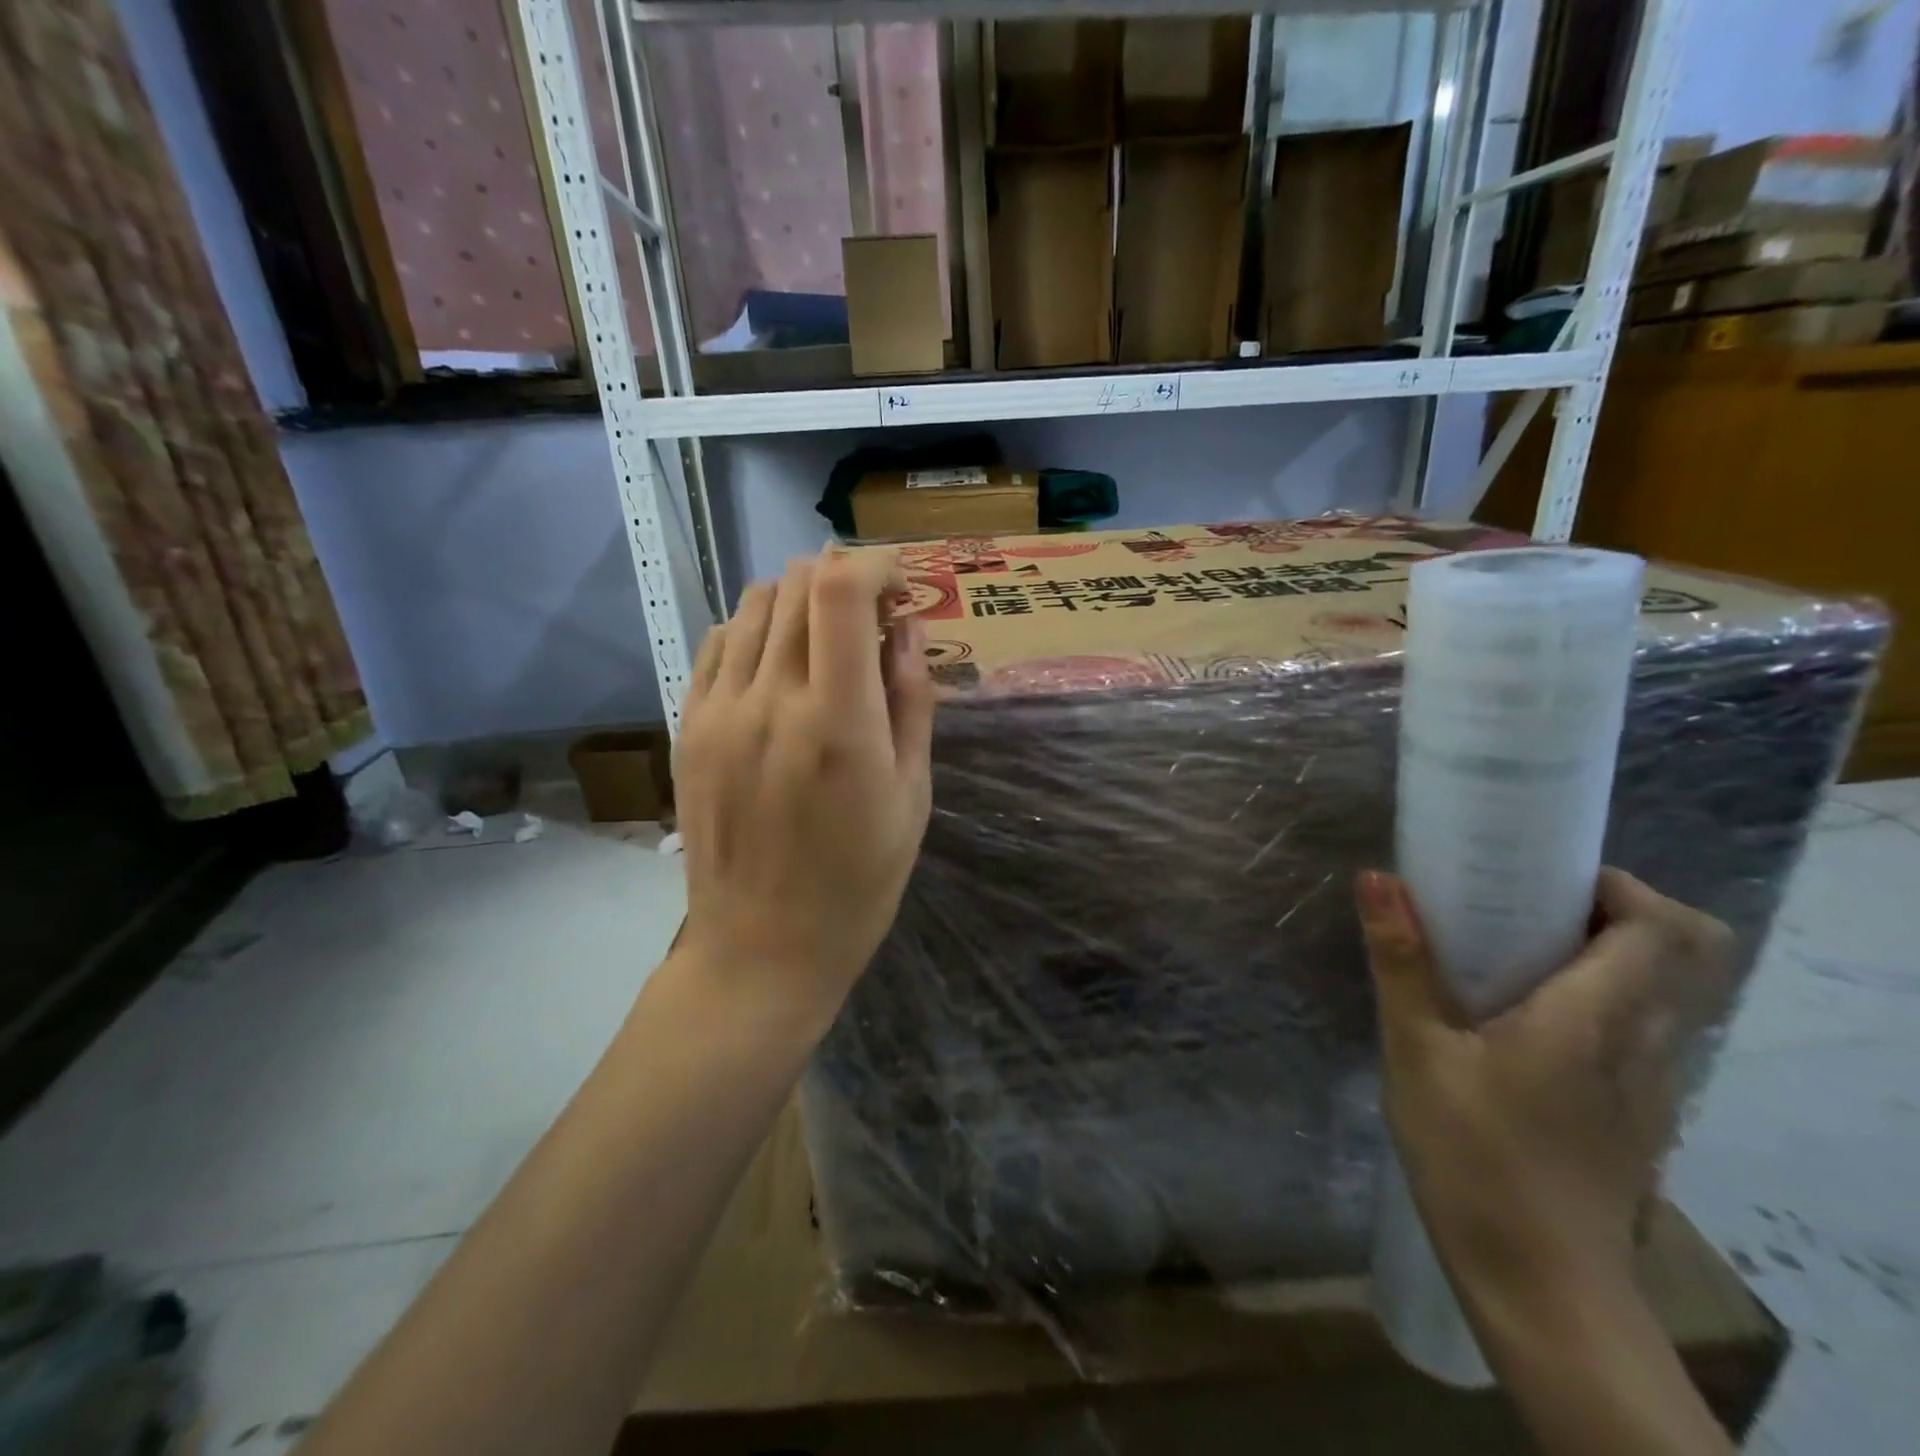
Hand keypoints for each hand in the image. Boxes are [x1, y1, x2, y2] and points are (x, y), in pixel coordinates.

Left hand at [673, 551, 934, 1036]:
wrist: (760, 950)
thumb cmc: (858, 884)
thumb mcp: (912, 797)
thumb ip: (912, 701)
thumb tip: (907, 627)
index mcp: (838, 723)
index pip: (840, 590)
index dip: (875, 565)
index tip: (901, 586)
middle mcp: (770, 701)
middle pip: (798, 583)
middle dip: (846, 580)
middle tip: (874, 619)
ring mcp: (719, 712)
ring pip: (755, 603)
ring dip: (801, 601)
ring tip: (828, 642)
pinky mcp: (688, 728)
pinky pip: (719, 643)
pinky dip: (757, 631)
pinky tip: (779, 666)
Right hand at [1358, 868, 1734, 1298]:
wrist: (1540, 1284)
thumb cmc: (1474, 1154)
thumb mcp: (1417, 1050)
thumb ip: (1401, 960)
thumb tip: (1378, 877)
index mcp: (1597, 1018)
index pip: (1664, 927)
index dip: (1619, 885)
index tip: (1546, 875)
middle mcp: (1645, 1044)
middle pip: (1677, 953)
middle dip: (1610, 912)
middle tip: (1525, 905)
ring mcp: (1651, 1085)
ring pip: (1659, 993)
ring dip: (1602, 956)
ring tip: (1512, 954)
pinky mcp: (1638, 1114)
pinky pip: (1638, 1031)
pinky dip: (1597, 1001)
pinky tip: (1521, 1021)